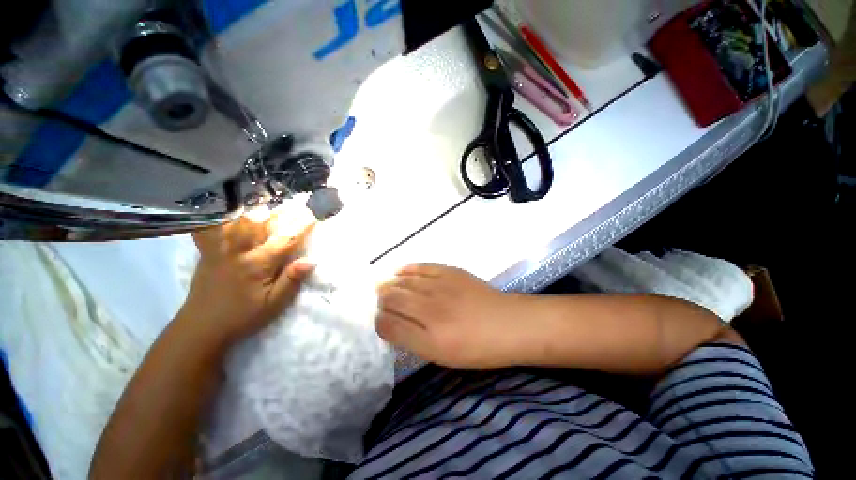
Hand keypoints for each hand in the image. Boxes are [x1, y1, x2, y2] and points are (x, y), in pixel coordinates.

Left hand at [180, 216, 314, 348]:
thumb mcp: (273, 305)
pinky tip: (231, 209)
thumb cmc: (242, 316)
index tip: (314, 215)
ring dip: (252, 208)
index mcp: (256, 264)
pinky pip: (214, 227)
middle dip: (278, 211)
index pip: (285, 240)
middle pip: (260, 223)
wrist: (201, 326)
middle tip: (292, 203)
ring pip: (236, 220)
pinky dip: (223, 215)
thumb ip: (291, 281)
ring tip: (265, 200)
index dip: (302, 227)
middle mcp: (237, 251)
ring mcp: (219, 248)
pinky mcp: (208, 251)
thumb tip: (310, 261)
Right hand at [376, 264, 530, 368]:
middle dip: (381, 299)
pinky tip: (400, 270)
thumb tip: (391, 325)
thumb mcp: (443, 355)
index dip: (380, 321)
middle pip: (393, 298)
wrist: (509, 324)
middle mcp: (430, 307)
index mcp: (428, 336)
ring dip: (390, 284)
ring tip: (383, 286)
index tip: (379, 321)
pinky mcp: (451, 272)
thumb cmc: (478, 347)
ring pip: (405, 282)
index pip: (389, 324)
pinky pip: (423, 267)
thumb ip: (414, 341)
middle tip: (377, 300)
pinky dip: (408, 268)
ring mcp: (440, 285)